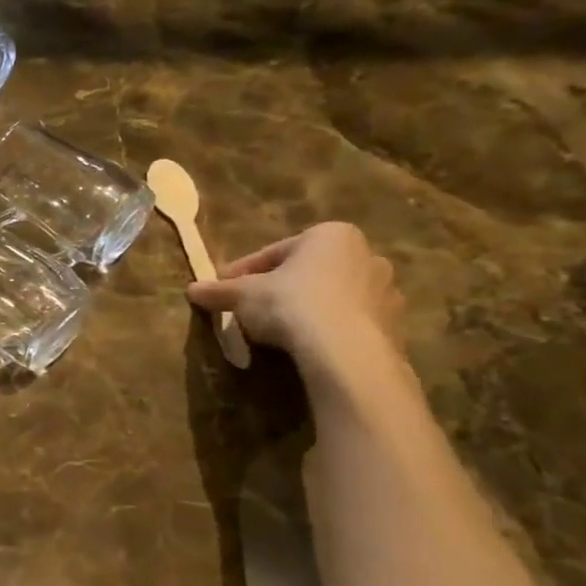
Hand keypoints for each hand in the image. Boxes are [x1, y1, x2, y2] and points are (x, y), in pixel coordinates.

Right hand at [187, 222, 404, 377]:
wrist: (345, 350)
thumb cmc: (291, 305)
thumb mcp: (243, 296)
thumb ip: (219, 291)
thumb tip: (191, 289)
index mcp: (329, 235)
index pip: (273, 253)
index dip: (242, 273)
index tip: (222, 291)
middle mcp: (365, 254)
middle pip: (308, 272)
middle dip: (280, 289)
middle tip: (251, 311)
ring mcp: (385, 290)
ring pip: (332, 296)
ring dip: (307, 309)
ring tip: (279, 333)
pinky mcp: (394, 324)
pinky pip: (350, 322)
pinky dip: (329, 330)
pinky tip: (308, 347)